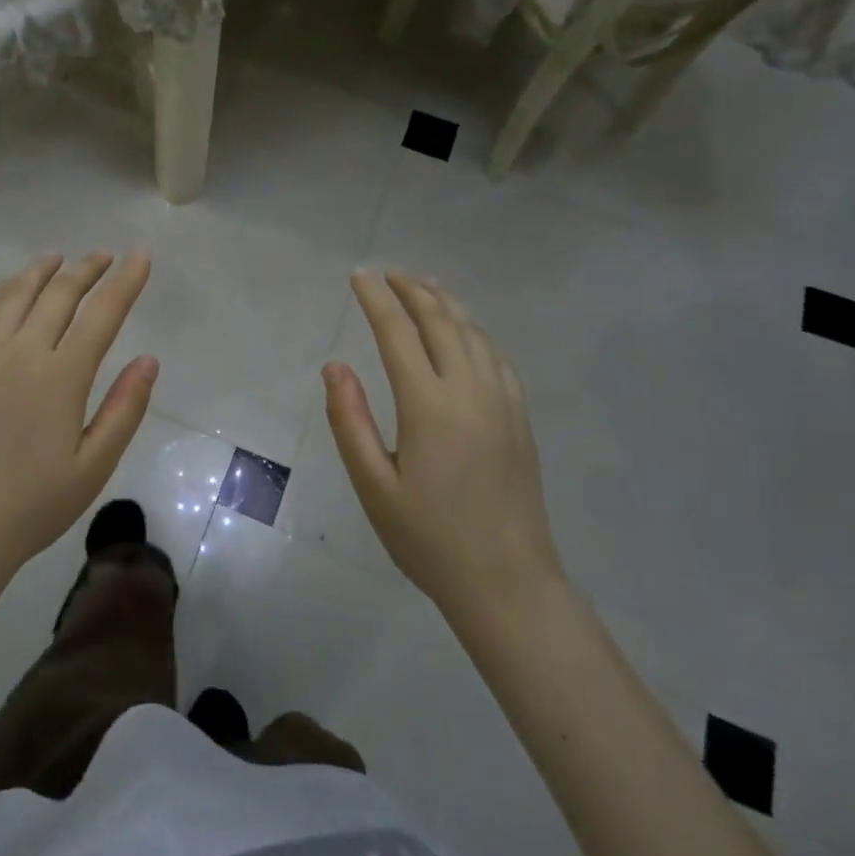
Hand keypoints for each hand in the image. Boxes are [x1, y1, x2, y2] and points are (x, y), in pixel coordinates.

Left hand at [0, 253, 158, 582]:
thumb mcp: (94, 465)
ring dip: (41, 271)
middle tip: (105, 256)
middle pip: (58, 294)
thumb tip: (148, 360)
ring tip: (59, 259)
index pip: (101, 313)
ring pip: (14, 295)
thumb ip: (124, 408)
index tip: (141, 257)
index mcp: (60, 376)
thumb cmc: (33, 505)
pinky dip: (1, 292)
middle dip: (87, 269)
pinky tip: (9, 290)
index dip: (125, 282)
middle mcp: (20, 352)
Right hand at [323, 271, 561, 619]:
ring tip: (423, 285)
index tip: (359, 276)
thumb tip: (334, 366)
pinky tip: (466, 330)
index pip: (397, 333)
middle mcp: (469, 390)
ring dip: (445, 302)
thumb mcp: (374, 486)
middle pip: (440, 321)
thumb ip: (350, 421)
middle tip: (387, 273)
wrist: (507, 582)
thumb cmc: (429, 538)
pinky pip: (496, 355)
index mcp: (429, 405)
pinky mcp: (520, 416)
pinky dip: (474, 329)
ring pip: (473, 332)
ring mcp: (502, 401)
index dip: (376, 300)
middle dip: (411, 290)